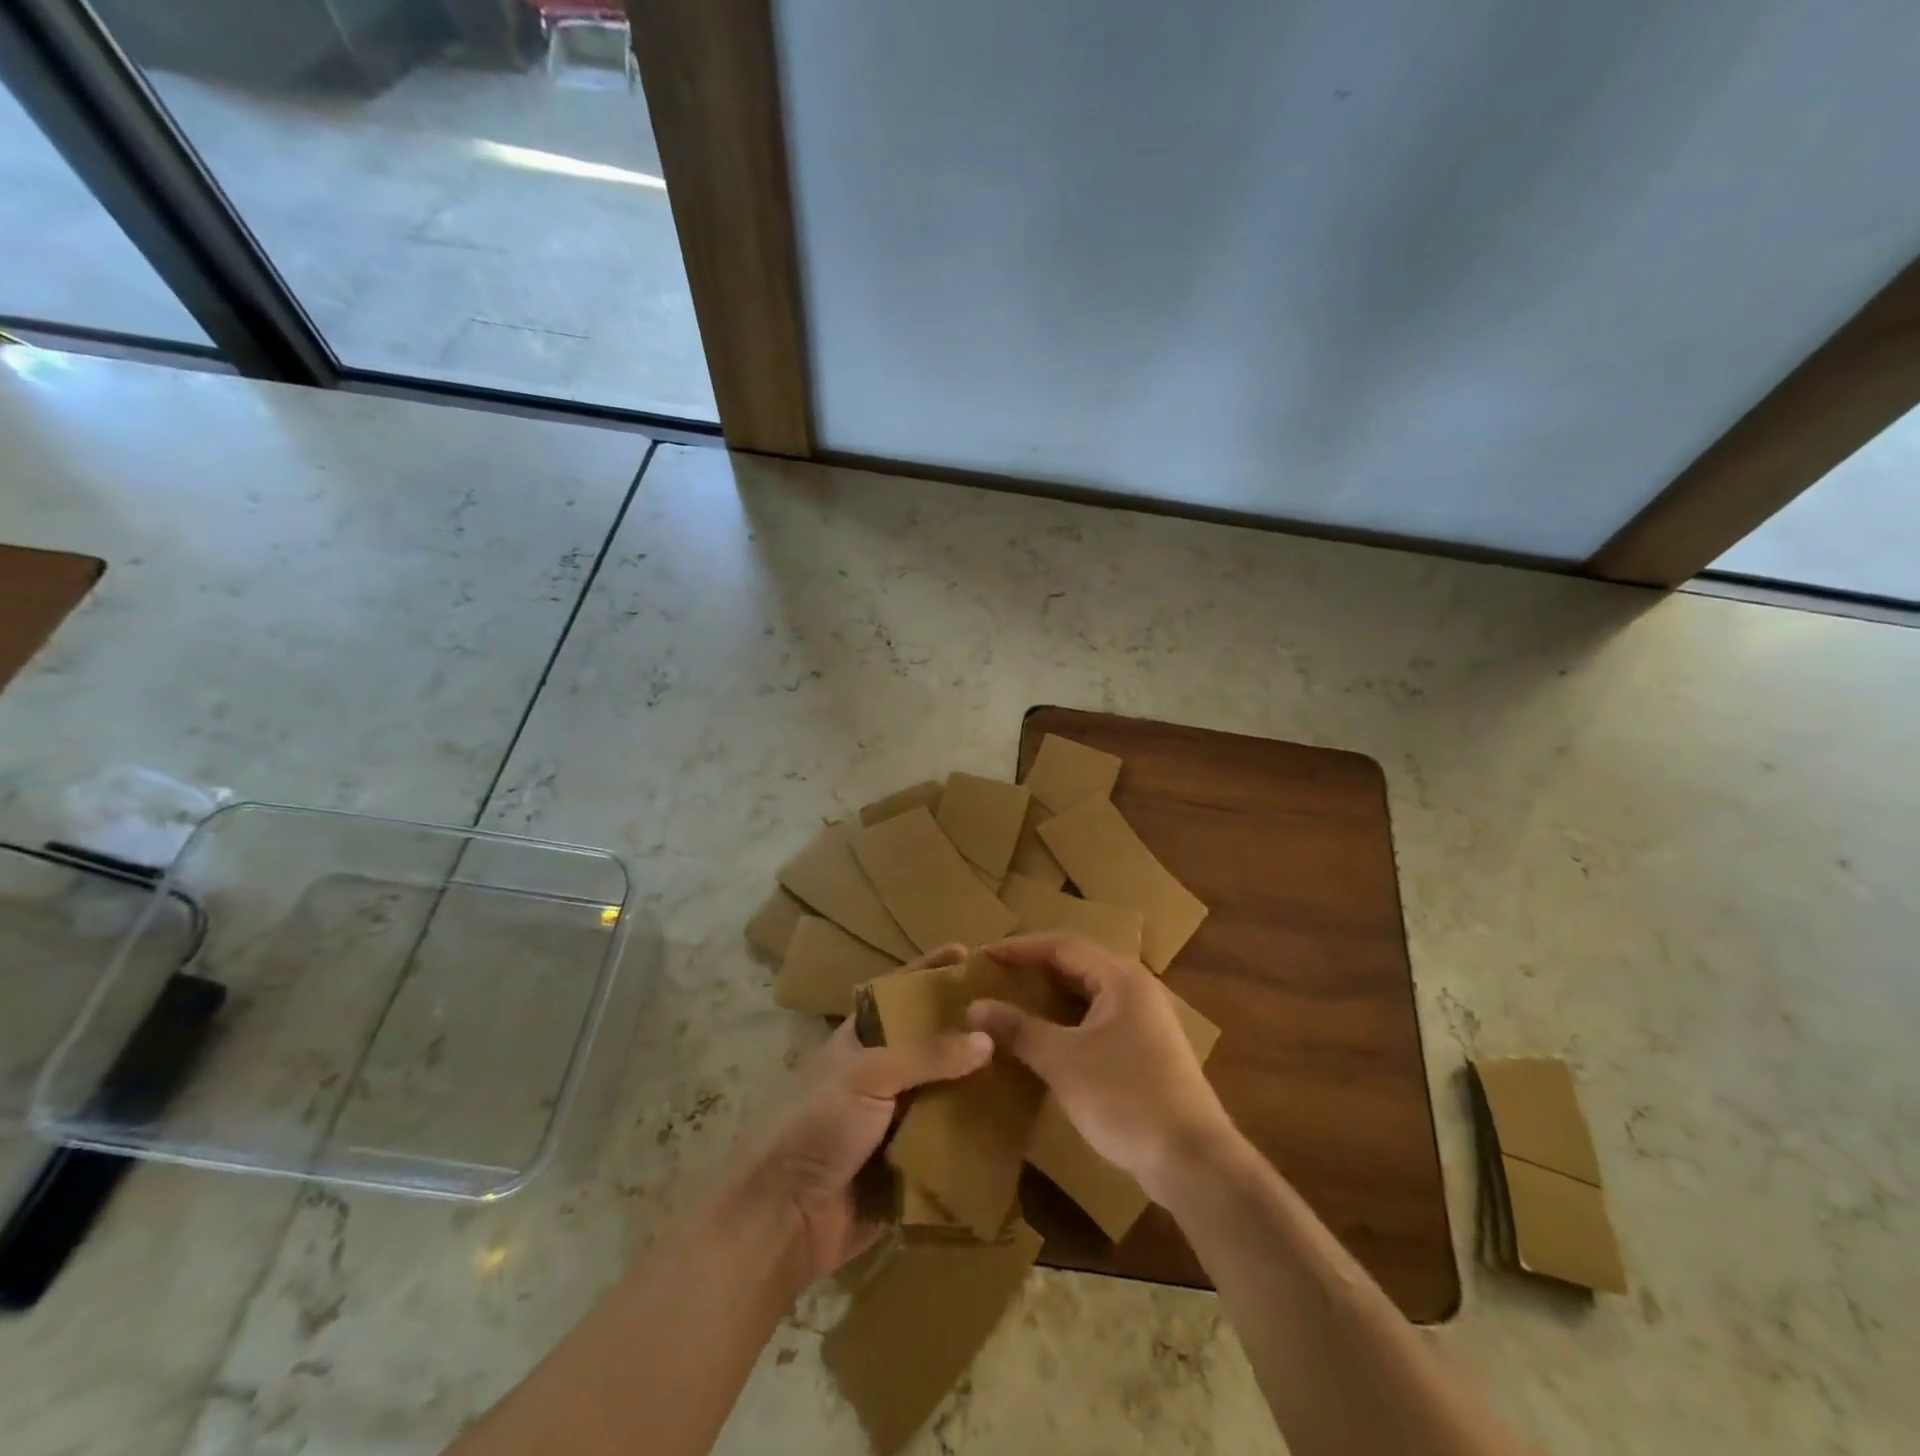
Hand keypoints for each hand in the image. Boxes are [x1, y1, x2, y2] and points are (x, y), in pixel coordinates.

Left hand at [755, 945, 989, 1282]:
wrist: (786, 1217)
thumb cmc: (818, 1124)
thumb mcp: (867, 1074)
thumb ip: (926, 1055)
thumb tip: (986, 1039)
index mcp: (862, 1040)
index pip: (901, 994)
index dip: (930, 971)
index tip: (968, 953)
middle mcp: (882, 1074)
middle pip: (932, 1043)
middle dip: (969, 1029)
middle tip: (1017, 1013)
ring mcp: (896, 1120)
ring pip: (947, 1092)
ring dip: (980, 1084)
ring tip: (1029, 1063)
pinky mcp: (910, 1163)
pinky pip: (951, 1143)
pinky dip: (978, 1135)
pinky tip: (1018, 1124)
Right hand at [966, 934, 1232, 1201]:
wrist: (1192, 1161)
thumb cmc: (1125, 1098)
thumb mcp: (1063, 1061)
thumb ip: (1019, 1029)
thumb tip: (975, 1006)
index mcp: (1120, 978)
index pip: (1061, 945)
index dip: (1019, 948)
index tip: (983, 955)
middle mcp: (1136, 987)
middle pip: (1077, 963)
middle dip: (1034, 967)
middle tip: (995, 975)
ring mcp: (1145, 1019)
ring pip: (1088, 992)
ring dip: (1051, 994)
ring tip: (1013, 1001)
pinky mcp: (1147, 1048)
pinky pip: (1098, 1017)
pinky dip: (1068, 1019)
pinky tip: (1047, 1037)